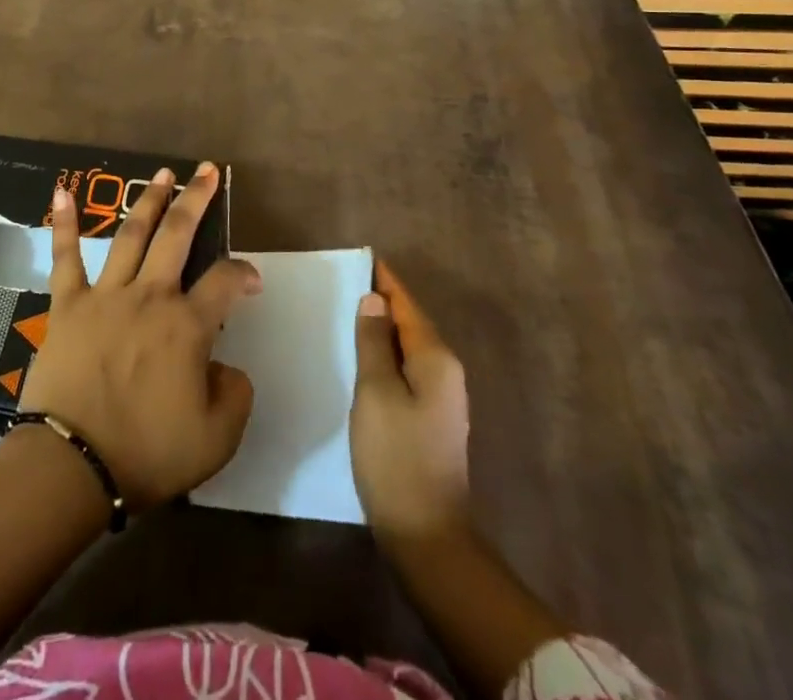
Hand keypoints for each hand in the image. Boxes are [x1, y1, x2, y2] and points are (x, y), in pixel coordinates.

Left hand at [18, 162, 260, 509]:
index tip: (250, 279)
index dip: (243, 273)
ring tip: (162, 173)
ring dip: (149, 200)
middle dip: (196, 199)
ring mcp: (106, 295)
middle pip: (178, 235)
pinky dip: (65, 224)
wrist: (73, 465)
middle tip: (208, 170)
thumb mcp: (216, 439)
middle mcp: (150, 296)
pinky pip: (66, 257)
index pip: (225, 281)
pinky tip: (62, 191)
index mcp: (187, 326)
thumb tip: (226, 365)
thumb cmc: (147, 454)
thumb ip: (234, 395)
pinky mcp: (67, 304)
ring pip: (132, 235)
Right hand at [352, 261, 471, 545]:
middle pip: (411, 323)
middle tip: (346, 281)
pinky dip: (387, 354)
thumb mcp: (376, 392)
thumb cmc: (396, 455)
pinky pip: (407, 369)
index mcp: (436, 358)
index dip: (385, 281)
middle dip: (383, 301)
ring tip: (349, 311)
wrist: (426, 533)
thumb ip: (373, 341)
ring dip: (383, 328)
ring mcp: (442, 397)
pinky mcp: (431, 418)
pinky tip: (364, 356)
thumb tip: (374, 299)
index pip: (407, 305)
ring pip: (409, 347)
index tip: (362, 257)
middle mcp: (446, 371)